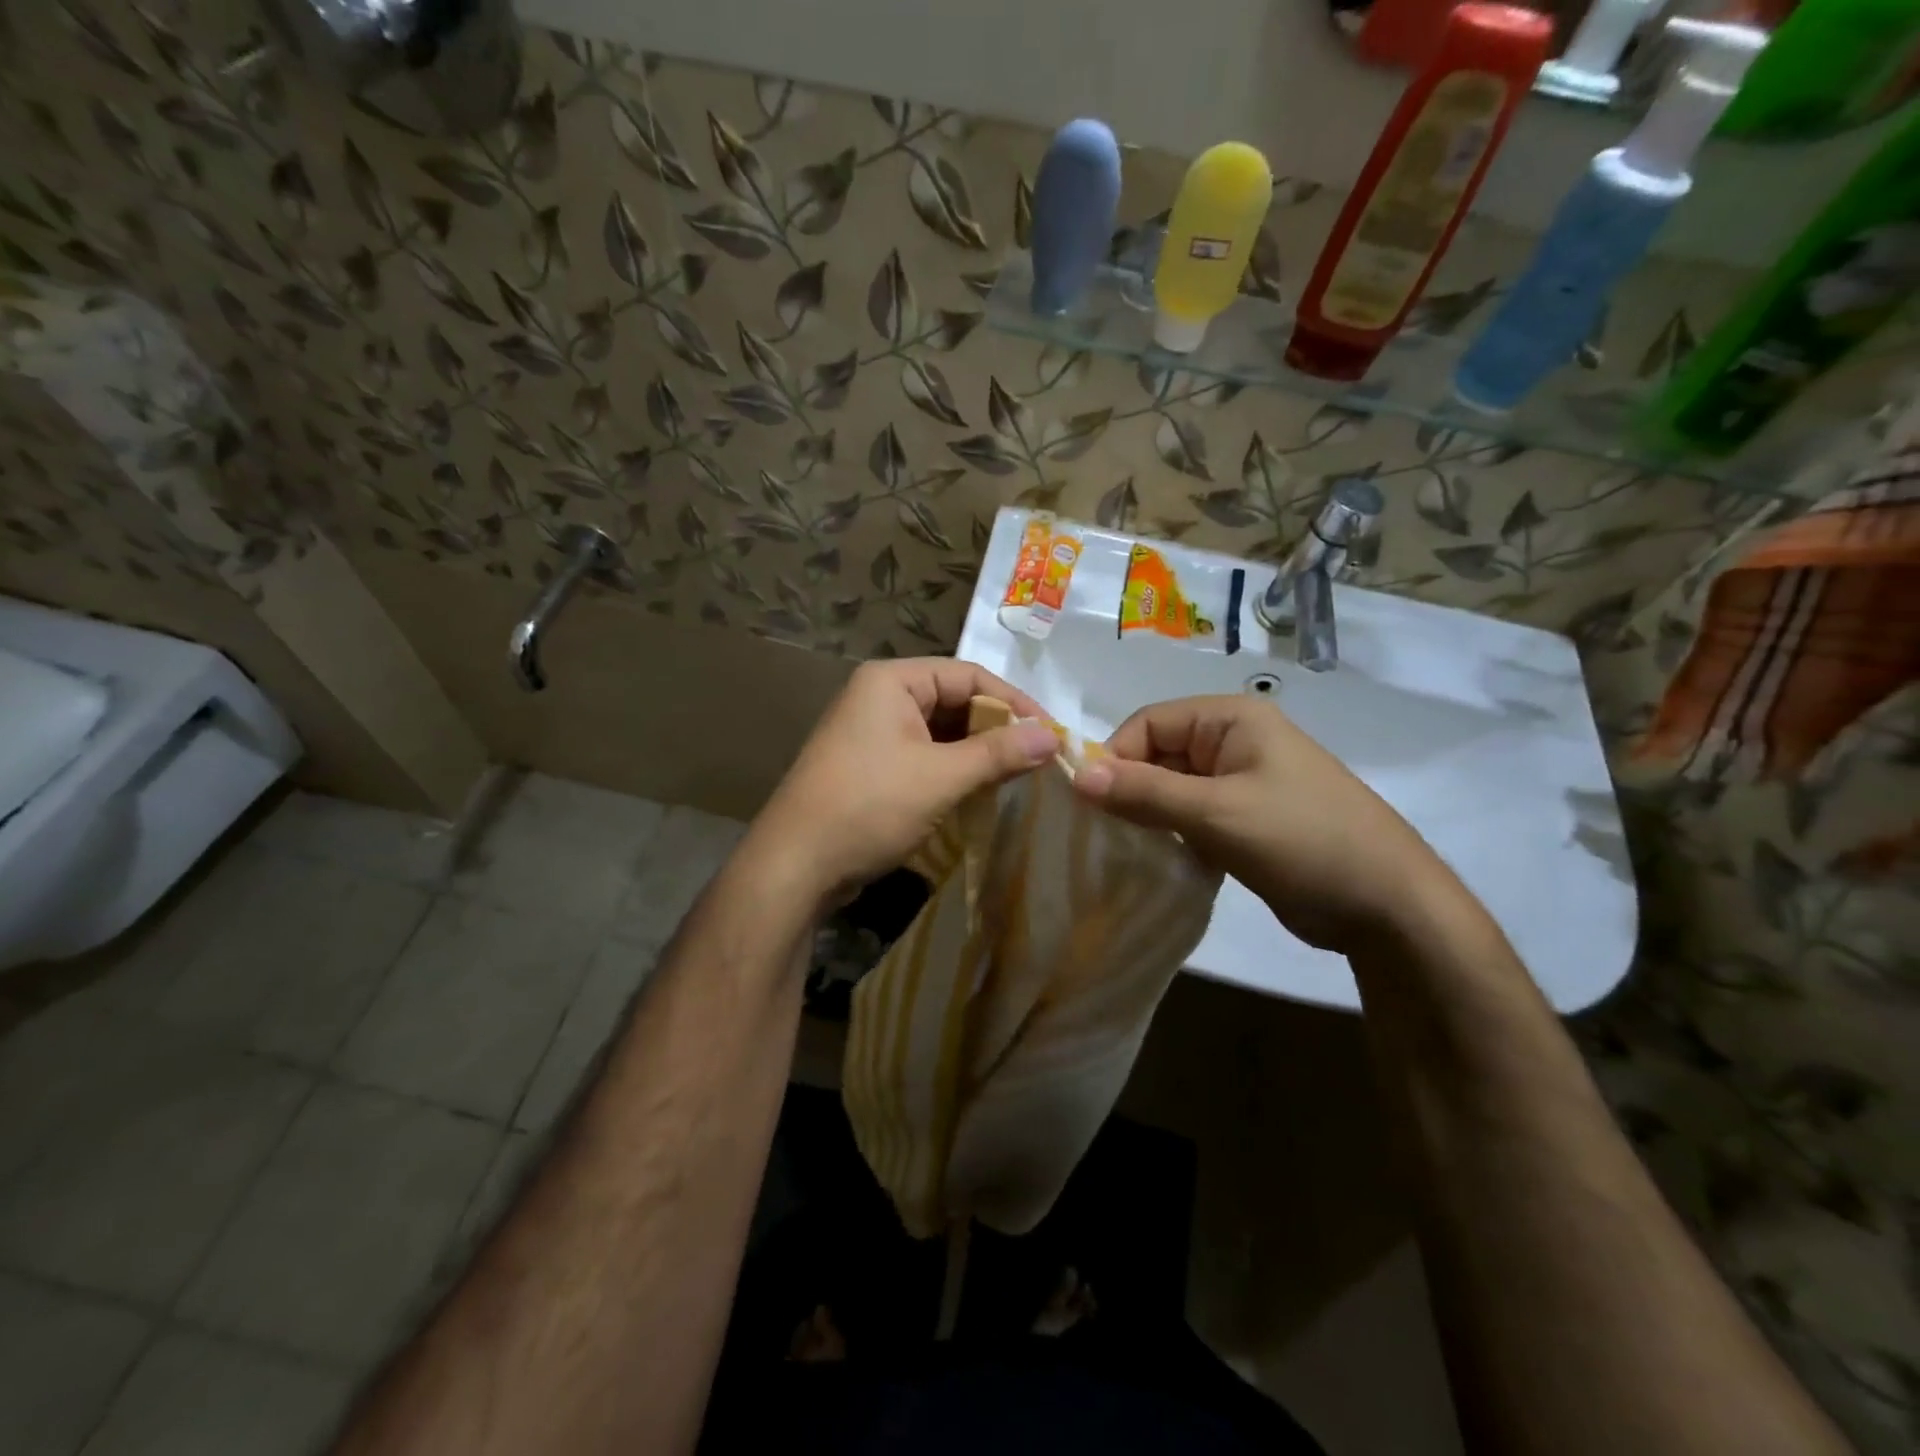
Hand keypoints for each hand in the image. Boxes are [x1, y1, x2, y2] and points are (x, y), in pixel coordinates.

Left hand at [742, 658, 1058, 911]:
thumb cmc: (869, 806)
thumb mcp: (941, 777)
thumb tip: (1053, 736)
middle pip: (955, 701)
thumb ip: (998, 753)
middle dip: (996, 729)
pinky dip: (954, 770)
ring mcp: (872, 733)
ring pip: (941, 732)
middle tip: (1038, 758)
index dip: (1014, 702)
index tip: (1051, 733)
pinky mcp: (871, 766)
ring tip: (1016, 776)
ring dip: (977, 752)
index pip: (969, 675)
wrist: (796, 865)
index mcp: (892, 680)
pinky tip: (980, 791)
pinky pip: (924, 755)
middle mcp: (880, 696)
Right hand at [1072, 695, 1463, 952]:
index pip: (1148, 723)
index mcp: (1231, 718)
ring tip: (1126, 847)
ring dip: (1149, 814)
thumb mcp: (1216, 812)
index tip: (1090, 803)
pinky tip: (1158, 860)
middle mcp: (1234, 741)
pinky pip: (1192, 814)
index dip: (1115, 757)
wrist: (1387, 905)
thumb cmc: (1302, 840)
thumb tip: (1075, 774)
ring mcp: (1242, 781)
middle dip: (1130, 788)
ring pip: (1172, 787)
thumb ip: (1144, 792)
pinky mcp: (1246, 819)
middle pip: (1159, 753)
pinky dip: (1171, 833)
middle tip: (1103, 831)